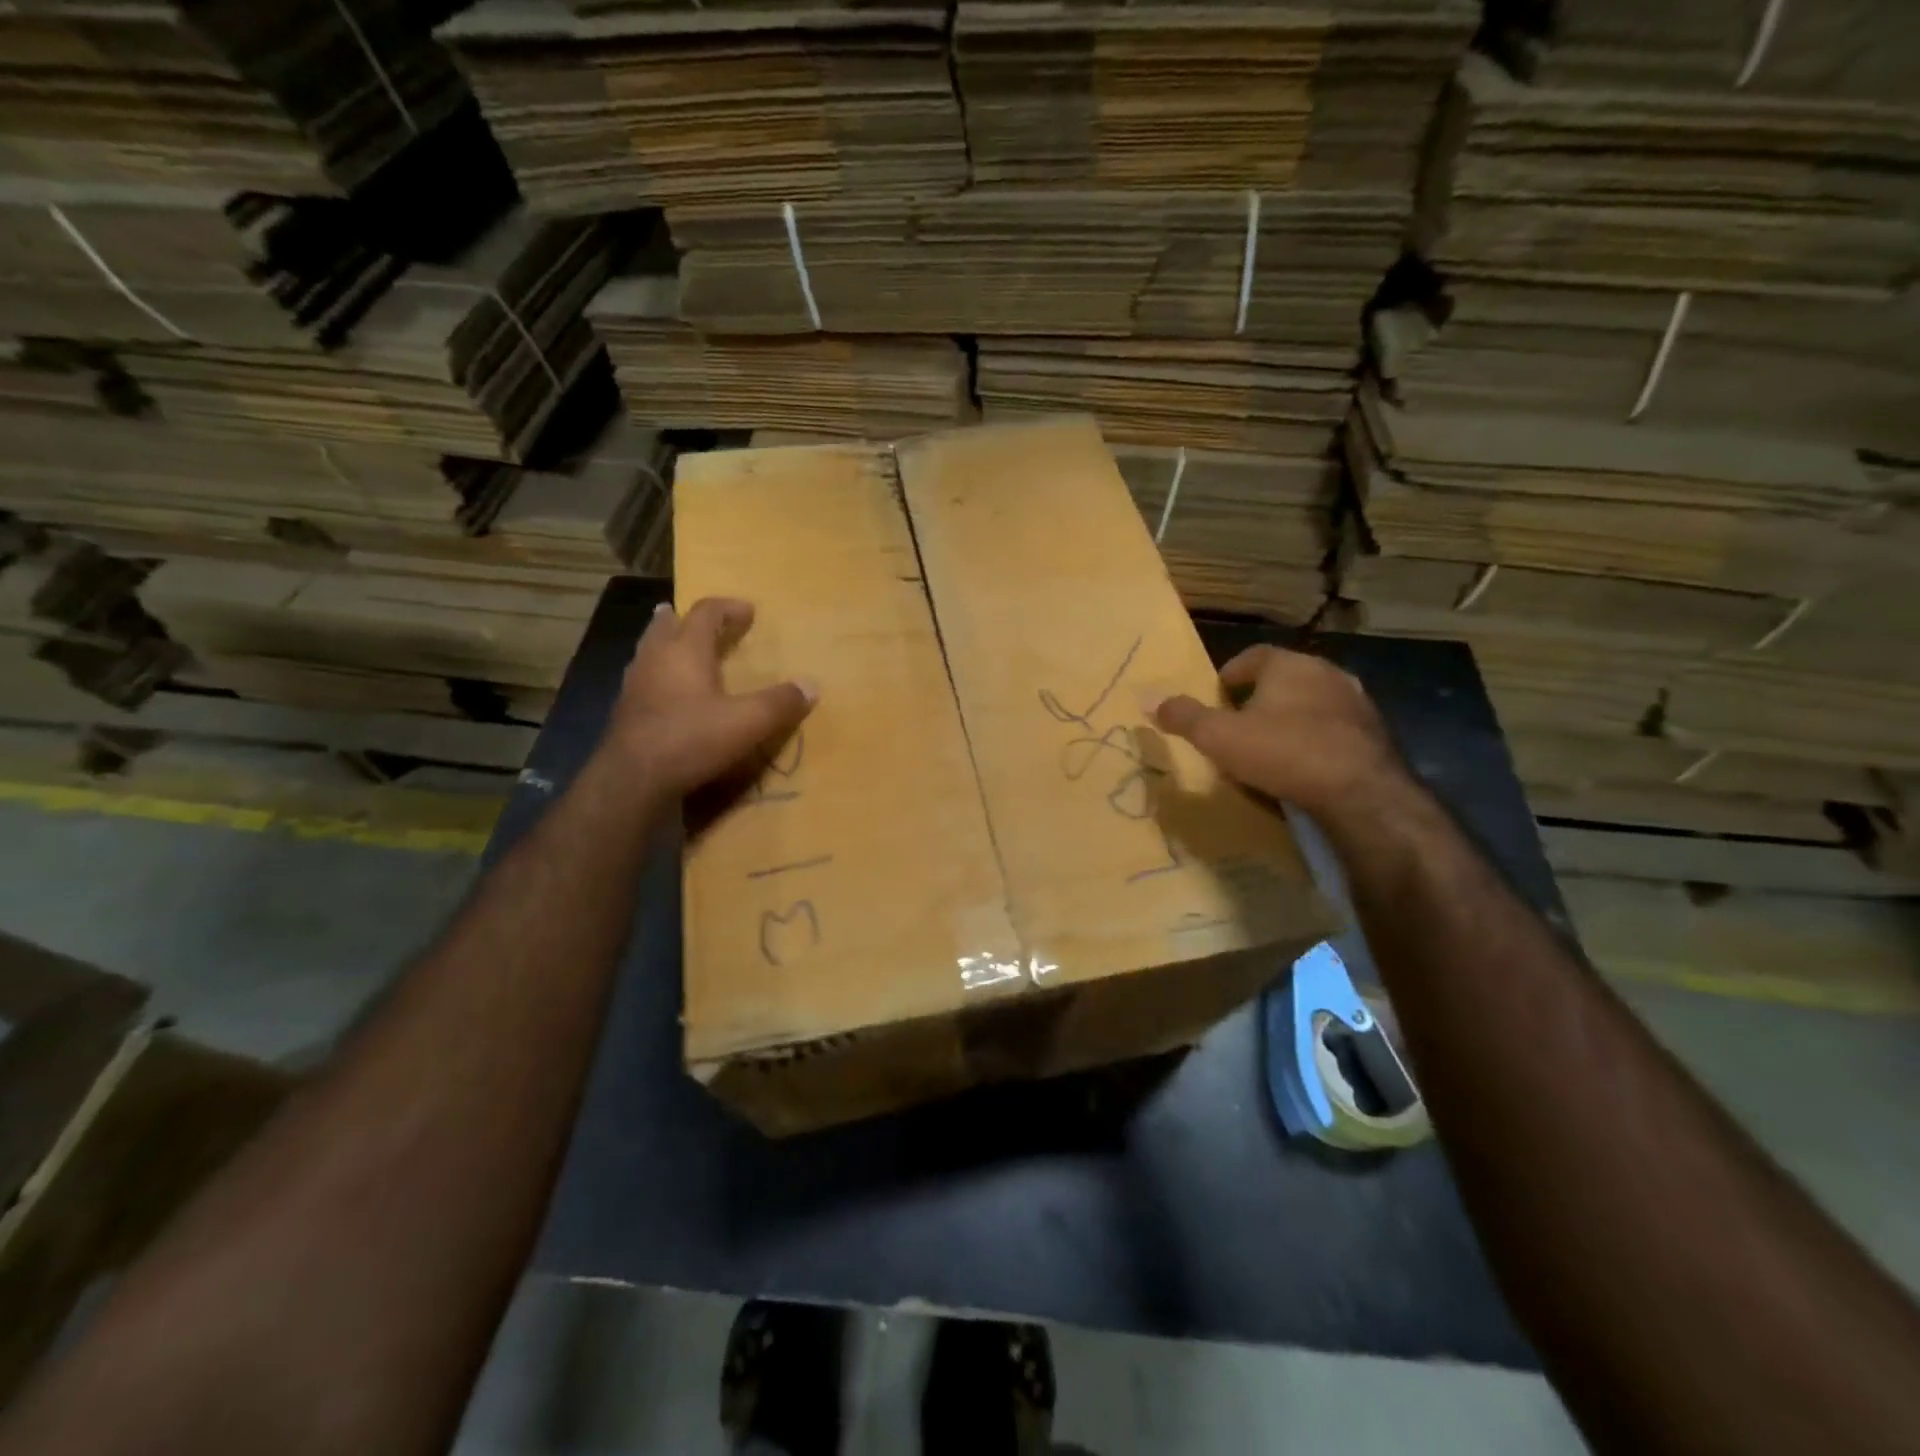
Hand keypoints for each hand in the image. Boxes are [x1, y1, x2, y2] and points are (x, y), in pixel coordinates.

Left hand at [602, 597, 814, 797]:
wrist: (632, 780)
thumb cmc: (692, 739)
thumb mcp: (748, 722)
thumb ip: (780, 703)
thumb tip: (811, 686)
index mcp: (685, 650)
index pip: (706, 613)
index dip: (728, 608)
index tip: (748, 611)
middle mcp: (655, 658)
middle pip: (667, 625)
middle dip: (685, 619)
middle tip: (700, 621)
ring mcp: (634, 685)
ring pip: (650, 652)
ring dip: (668, 646)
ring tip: (682, 652)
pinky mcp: (625, 713)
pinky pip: (644, 681)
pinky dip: (660, 677)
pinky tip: (670, 696)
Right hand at [1153, 644, 1407, 820]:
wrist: (1362, 792)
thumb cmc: (1283, 752)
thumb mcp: (1220, 737)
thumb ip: (1185, 717)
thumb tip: (1150, 699)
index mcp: (1288, 665)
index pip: (1254, 656)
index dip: (1231, 673)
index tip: (1218, 693)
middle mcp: (1327, 673)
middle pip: (1285, 678)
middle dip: (1261, 696)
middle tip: (1239, 721)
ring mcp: (1357, 703)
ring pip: (1313, 702)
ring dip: (1292, 717)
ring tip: (1271, 745)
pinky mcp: (1377, 735)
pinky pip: (1336, 729)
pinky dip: (1317, 740)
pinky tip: (1305, 765)